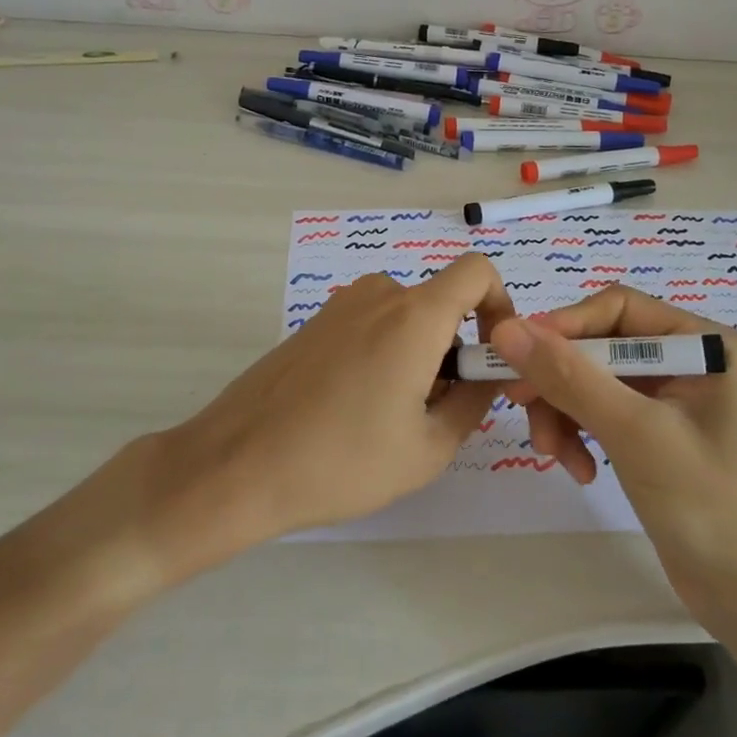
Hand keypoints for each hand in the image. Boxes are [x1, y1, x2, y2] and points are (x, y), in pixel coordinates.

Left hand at [141, 253, 515, 554]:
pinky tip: (356, 408)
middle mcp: (379, 294)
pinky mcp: (314, 323)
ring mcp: (340, 305)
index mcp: (414, 315)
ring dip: (419, 354)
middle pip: (440, 303)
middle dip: (455, 348)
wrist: (236, 465)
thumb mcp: (427, 448)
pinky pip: (370, 324)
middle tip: (439, 409)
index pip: (477, 272)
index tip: (491, 355)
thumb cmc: (341, 461)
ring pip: (405, 317)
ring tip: (394, 417)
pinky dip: (385, 352)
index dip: (499, 304)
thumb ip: (474, 402)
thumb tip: (490, 374)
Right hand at [489, 287, 736, 618]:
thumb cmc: (710, 504)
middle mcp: (686, 360)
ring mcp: (670, 399)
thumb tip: (506, 329)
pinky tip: (580, 471)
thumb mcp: (635, 433)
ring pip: (592, 381)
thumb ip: (569, 377)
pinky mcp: (654, 434)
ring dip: (564, 412)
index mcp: (701, 343)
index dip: (564, 325)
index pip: (617, 308)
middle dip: (559, 378)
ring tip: (554, 455)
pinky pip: (600, 413)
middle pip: (599, 345)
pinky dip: (581, 434)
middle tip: (518, 404)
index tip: (516, 355)